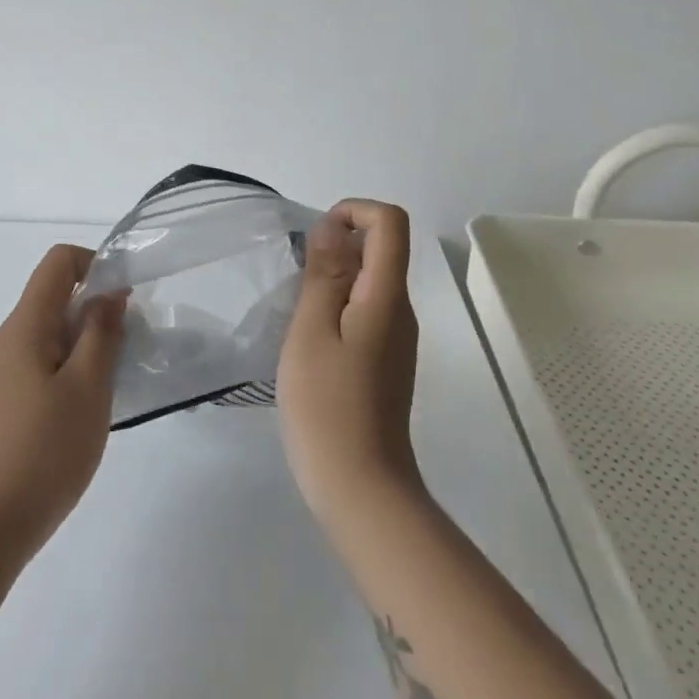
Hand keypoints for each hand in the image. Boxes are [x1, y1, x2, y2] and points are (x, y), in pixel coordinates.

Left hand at [0, 245, 124, 564]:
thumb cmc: (42, 451)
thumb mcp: (88, 387)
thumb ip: (101, 332)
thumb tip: (109, 292)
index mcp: (24, 326)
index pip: (58, 262)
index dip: (96, 265)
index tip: (126, 301)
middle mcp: (7, 340)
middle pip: (55, 297)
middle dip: (97, 311)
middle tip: (128, 351)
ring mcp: (1, 373)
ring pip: (51, 334)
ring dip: (87, 345)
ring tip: (111, 386)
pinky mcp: (2, 403)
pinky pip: (42, 365)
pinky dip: (71, 370)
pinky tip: (85, 411)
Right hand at [276, 200, 425, 530]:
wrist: (360, 487)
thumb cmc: (327, 405)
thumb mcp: (312, 331)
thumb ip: (325, 274)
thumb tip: (333, 226)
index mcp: (387, 296)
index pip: (391, 222)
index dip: (355, 211)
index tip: (317, 238)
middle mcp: (401, 310)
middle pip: (382, 249)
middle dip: (338, 246)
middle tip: (296, 280)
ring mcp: (396, 338)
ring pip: (371, 281)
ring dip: (334, 278)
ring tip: (297, 312)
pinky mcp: (385, 361)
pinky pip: (365, 311)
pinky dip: (337, 307)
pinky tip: (310, 340)